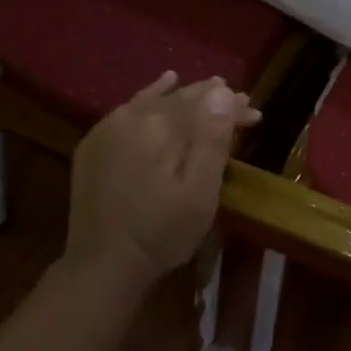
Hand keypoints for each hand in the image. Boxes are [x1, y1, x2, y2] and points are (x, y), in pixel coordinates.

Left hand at [61, 72, 260, 290]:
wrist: (101, 266)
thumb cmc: (161, 233)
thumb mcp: (200, 193)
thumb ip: (211, 139)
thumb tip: (221, 92)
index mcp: (158, 127)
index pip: (203, 104)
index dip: (232, 106)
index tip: (255, 113)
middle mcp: (131, 117)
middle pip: (180, 99)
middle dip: (214, 101)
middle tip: (244, 103)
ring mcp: (108, 128)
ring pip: (156, 100)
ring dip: (187, 96)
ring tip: (212, 87)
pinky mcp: (95, 144)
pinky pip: (130, 108)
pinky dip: (151, 95)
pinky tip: (165, 84)